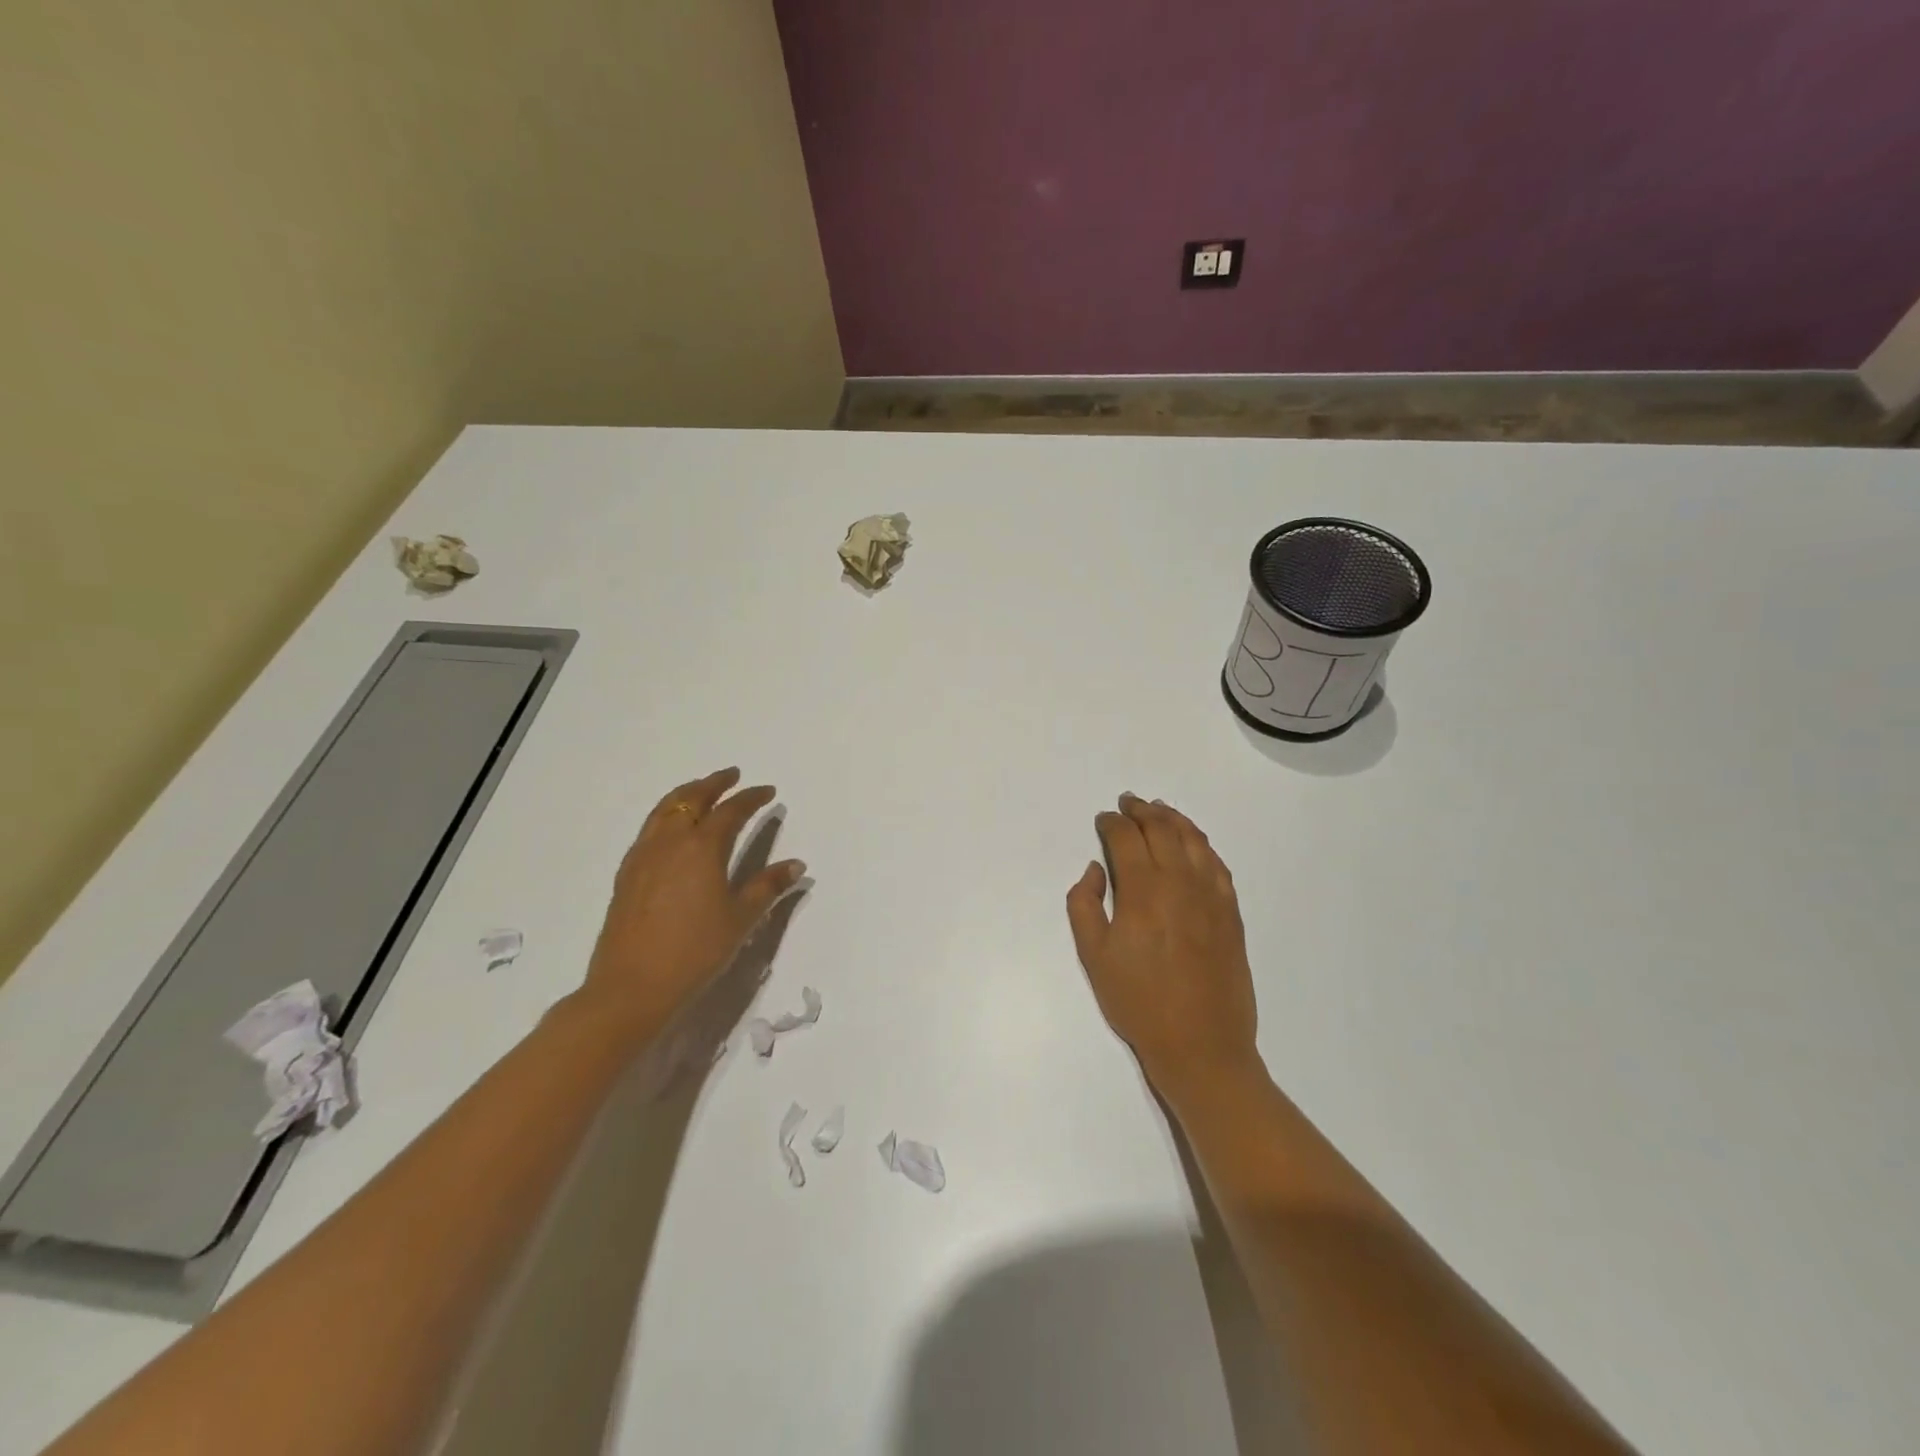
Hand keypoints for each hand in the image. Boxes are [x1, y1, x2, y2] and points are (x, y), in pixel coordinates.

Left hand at [579, 768, 805, 1039]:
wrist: (631, 988)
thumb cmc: (695, 952)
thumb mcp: (741, 920)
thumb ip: (768, 887)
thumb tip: (796, 865)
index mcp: (702, 848)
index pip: (731, 811)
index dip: (751, 798)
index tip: (768, 791)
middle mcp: (670, 842)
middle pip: (692, 799)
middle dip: (714, 783)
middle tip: (732, 775)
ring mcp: (643, 856)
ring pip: (665, 810)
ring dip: (687, 794)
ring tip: (701, 790)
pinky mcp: (626, 874)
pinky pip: (649, 828)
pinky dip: (666, 814)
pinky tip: (672, 829)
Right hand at [1066, 793, 1261, 1101]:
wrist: (1200, 1044)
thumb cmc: (1138, 1002)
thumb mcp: (1093, 956)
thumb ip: (1084, 905)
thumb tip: (1096, 869)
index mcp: (1143, 890)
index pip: (1126, 838)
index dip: (1112, 823)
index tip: (1103, 819)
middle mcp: (1179, 882)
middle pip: (1161, 830)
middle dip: (1141, 811)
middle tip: (1128, 802)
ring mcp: (1211, 895)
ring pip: (1193, 840)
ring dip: (1173, 819)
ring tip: (1159, 810)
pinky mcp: (1231, 912)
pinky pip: (1217, 864)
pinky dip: (1202, 844)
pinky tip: (1194, 843)